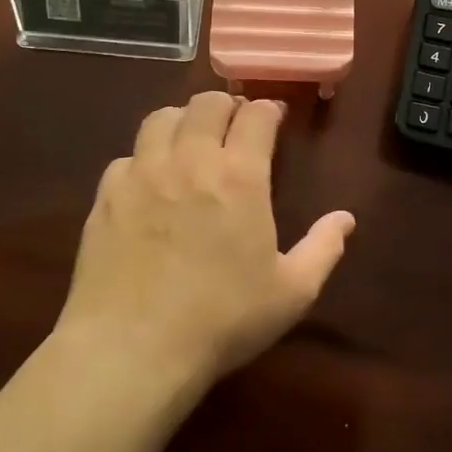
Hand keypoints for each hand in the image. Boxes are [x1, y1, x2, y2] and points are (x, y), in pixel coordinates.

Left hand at [56, 92, 355, 386]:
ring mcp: (142, 173)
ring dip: (183, 121)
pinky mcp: (105, 195)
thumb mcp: (291, 293)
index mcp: (240, 176)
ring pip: (161, 118)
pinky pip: (126, 157)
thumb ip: (323, 248)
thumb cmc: (222, 320)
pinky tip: (149, 184)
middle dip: (226, 106)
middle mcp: (190, 159)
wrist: (132, 349)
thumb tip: (346, 219)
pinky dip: (144, 159)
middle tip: (233, 126)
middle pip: (206, 103)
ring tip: (190, 141)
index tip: (273, 117)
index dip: (268, 109)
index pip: (256, 115)